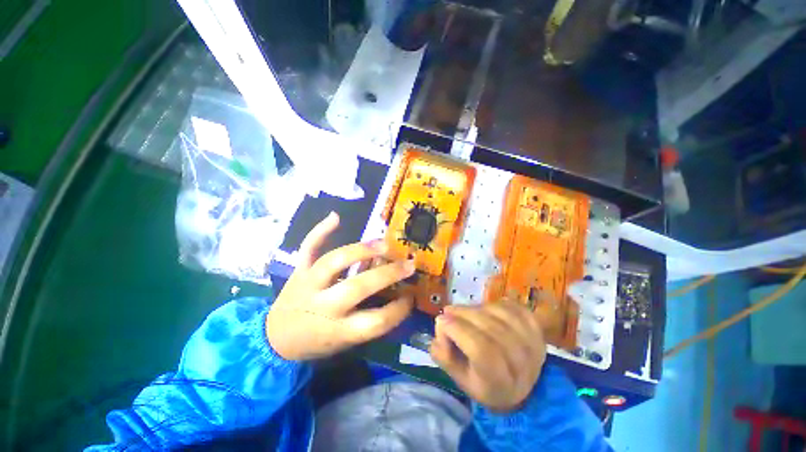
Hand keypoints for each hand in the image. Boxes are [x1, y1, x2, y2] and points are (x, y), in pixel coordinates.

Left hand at [266, 212, 414, 360]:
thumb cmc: (316, 343)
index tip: (411, 296)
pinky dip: (321, 231)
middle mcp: (322, 306)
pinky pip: (308, 247)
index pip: (376, 321)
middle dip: (388, 274)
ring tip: (383, 243)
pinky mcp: (298, 271)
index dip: (399, 309)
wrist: (275, 339)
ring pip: (334, 261)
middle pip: (358, 287)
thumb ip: (370, 321)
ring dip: (360, 250)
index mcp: (336, 331)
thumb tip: (397, 295)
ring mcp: (308, 284)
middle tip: (408, 264)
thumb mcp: (345, 342)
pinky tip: (335, 216)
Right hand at [430, 302, 546, 412]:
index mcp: (500, 382)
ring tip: (466, 312)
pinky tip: (486, 310)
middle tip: (448, 312)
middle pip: (489, 327)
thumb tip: (439, 325)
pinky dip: (495, 304)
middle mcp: (522, 364)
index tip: (441, 320)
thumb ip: (445, 356)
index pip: (481, 349)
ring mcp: (533, 343)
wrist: (523, 389)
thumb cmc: (486, 384)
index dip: (458, 330)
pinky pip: (512, 307)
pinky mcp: (536, 329)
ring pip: (499, 313)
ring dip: (476, 308)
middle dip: (463, 314)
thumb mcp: (461, 380)